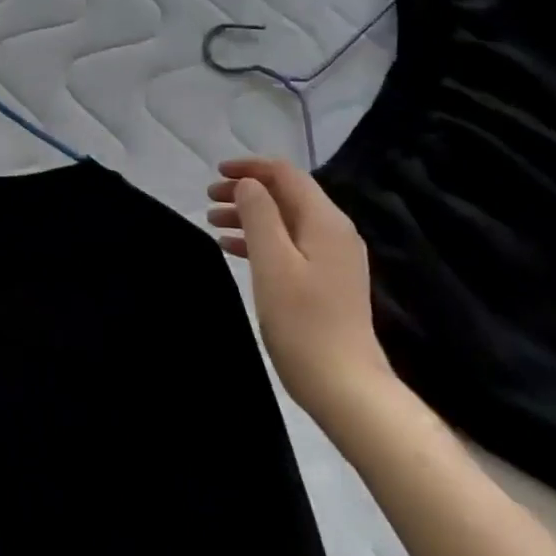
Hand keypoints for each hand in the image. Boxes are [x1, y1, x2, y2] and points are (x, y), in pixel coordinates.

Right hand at [207, 157, 398, 426]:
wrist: (346, 387)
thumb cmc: (303, 322)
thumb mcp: (273, 262)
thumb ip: (259, 215)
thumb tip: (249, 184)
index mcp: (325, 222)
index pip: (286, 174)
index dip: (250, 168)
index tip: (216, 174)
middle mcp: (334, 233)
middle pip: (286, 195)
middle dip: (246, 191)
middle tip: (209, 200)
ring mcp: (333, 259)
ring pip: (285, 221)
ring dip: (250, 216)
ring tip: (213, 223)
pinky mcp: (327, 281)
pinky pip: (289, 245)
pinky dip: (260, 239)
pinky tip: (234, 248)